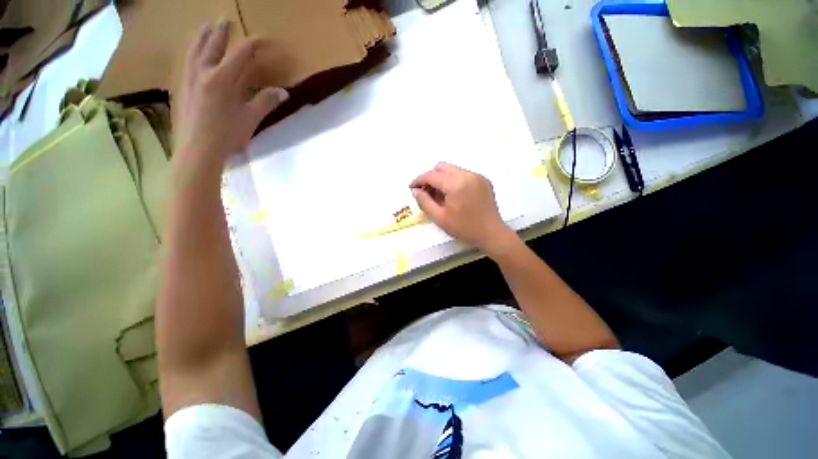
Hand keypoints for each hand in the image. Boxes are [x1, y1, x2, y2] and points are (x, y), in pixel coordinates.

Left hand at [174, 19, 287, 165]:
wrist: (198, 149)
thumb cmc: (228, 134)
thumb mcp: (251, 118)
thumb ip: (266, 102)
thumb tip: (283, 92)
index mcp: (222, 78)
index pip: (240, 54)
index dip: (252, 45)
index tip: (261, 39)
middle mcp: (203, 72)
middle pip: (212, 45)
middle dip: (220, 32)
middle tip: (224, 19)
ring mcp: (189, 78)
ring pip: (194, 50)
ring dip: (200, 36)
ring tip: (204, 27)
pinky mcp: (181, 87)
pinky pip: (185, 62)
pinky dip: (191, 52)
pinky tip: (192, 53)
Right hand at [410, 162, 515, 253]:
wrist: (492, 234)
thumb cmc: (465, 228)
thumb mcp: (440, 218)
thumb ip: (424, 202)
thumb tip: (415, 191)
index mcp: (455, 183)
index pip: (431, 175)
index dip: (419, 180)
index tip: (411, 188)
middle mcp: (467, 174)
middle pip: (442, 167)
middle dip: (431, 177)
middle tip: (426, 192)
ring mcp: (477, 176)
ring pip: (453, 169)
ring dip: (442, 179)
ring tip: (440, 195)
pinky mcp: (484, 180)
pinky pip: (463, 174)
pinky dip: (454, 181)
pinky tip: (454, 196)